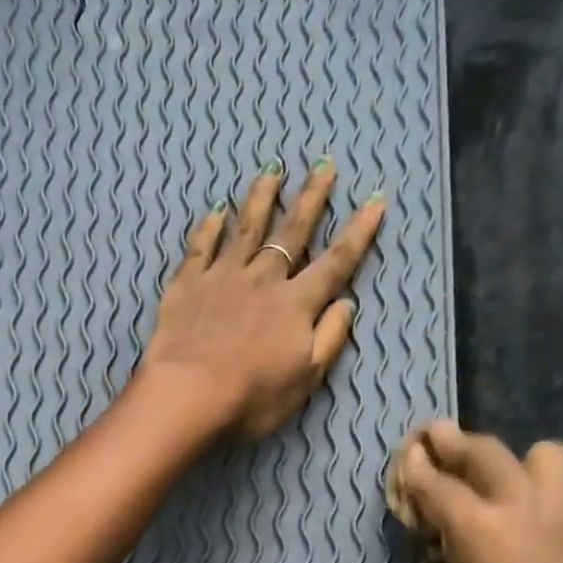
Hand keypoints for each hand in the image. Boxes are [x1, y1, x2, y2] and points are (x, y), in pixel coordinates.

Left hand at [137, 157, 385, 439]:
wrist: (189, 394)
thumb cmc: (252, 396)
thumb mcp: (305, 378)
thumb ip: (329, 338)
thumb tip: (347, 303)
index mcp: (296, 304)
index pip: (335, 262)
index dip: (358, 233)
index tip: (374, 200)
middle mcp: (263, 280)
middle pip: (291, 232)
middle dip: (311, 198)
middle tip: (323, 165)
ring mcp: (222, 278)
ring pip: (246, 230)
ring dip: (261, 200)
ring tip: (271, 172)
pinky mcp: (187, 286)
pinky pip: (200, 249)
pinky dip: (208, 228)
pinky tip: (215, 211)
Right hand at [394, 423, 562, 562]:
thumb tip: (438, 562)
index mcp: (477, 532)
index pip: (435, 484)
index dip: (413, 467)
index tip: (404, 452)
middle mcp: (526, 510)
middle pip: (488, 452)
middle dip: (455, 442)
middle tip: (437, 437)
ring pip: (546, 457)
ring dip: (516, 462)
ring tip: (501, 483)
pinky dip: (550, 501)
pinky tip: (541, 531)